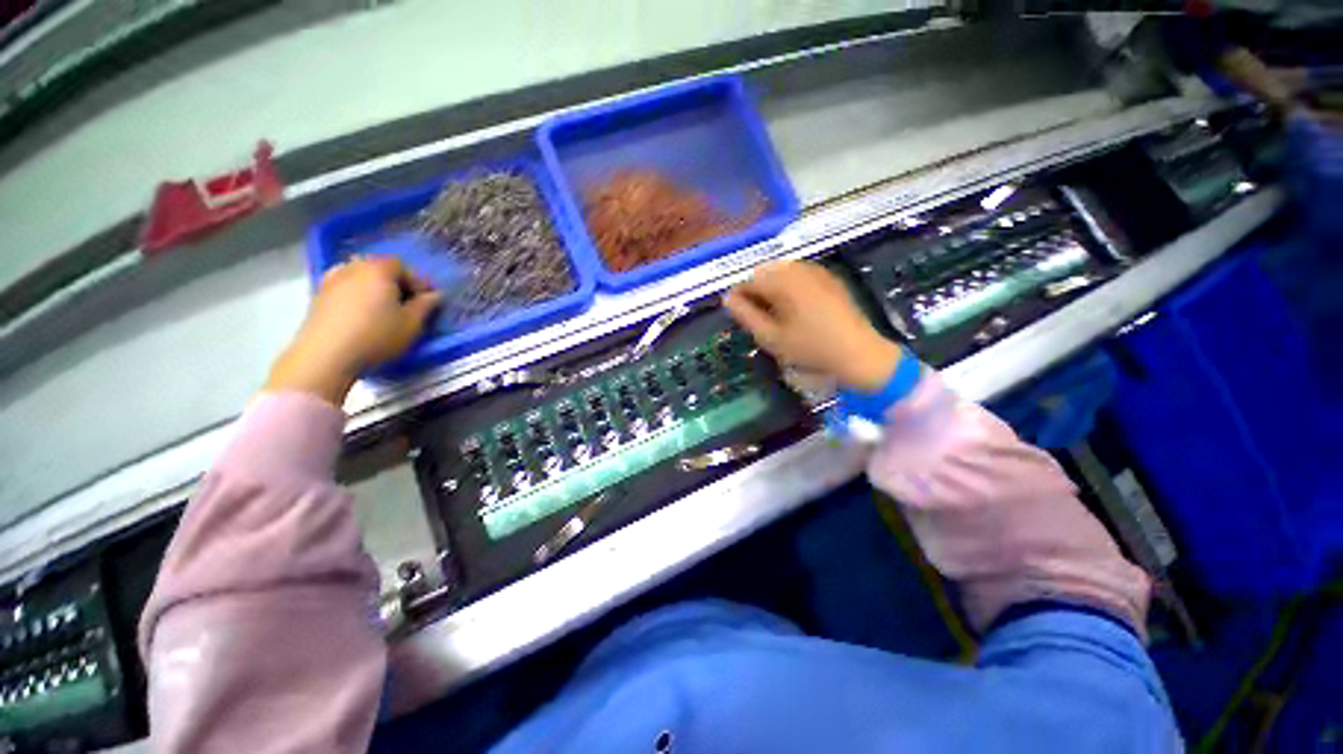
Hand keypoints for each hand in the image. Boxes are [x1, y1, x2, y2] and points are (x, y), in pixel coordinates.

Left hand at [265, 257, 441, 404]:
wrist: (326, 355)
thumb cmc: (376, 336)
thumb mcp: (412, 323)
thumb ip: (426, 305)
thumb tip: (434, 296)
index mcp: (378, 269)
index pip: (403, 267)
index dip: (418, 282)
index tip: (427, 301)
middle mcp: (353, 268)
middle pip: (379, 268)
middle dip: (396, 284)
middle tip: (407, 305)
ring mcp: (332, 280)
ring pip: (360, 277)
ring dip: (375, 288)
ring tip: (384, 309)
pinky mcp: (318, 296)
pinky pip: (345, 288)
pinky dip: (357, 295)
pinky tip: (362, 314)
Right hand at [723, 260, 901, 391]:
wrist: (858, 353)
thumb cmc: (810, 348)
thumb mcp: (770, 337)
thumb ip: (745, 315)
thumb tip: (728, 299)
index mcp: (783, 281)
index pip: (749, 279)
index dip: (739, 297)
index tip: (738, 316)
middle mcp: (799, 268)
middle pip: (765, 273)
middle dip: (757, 292)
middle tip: (758, 318)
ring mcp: (817, 270)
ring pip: (782, 273)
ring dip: (773, 289)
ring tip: (776, 315)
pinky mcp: (830, 278)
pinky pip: (800, 276)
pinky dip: (790, 288)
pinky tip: (796, 310)